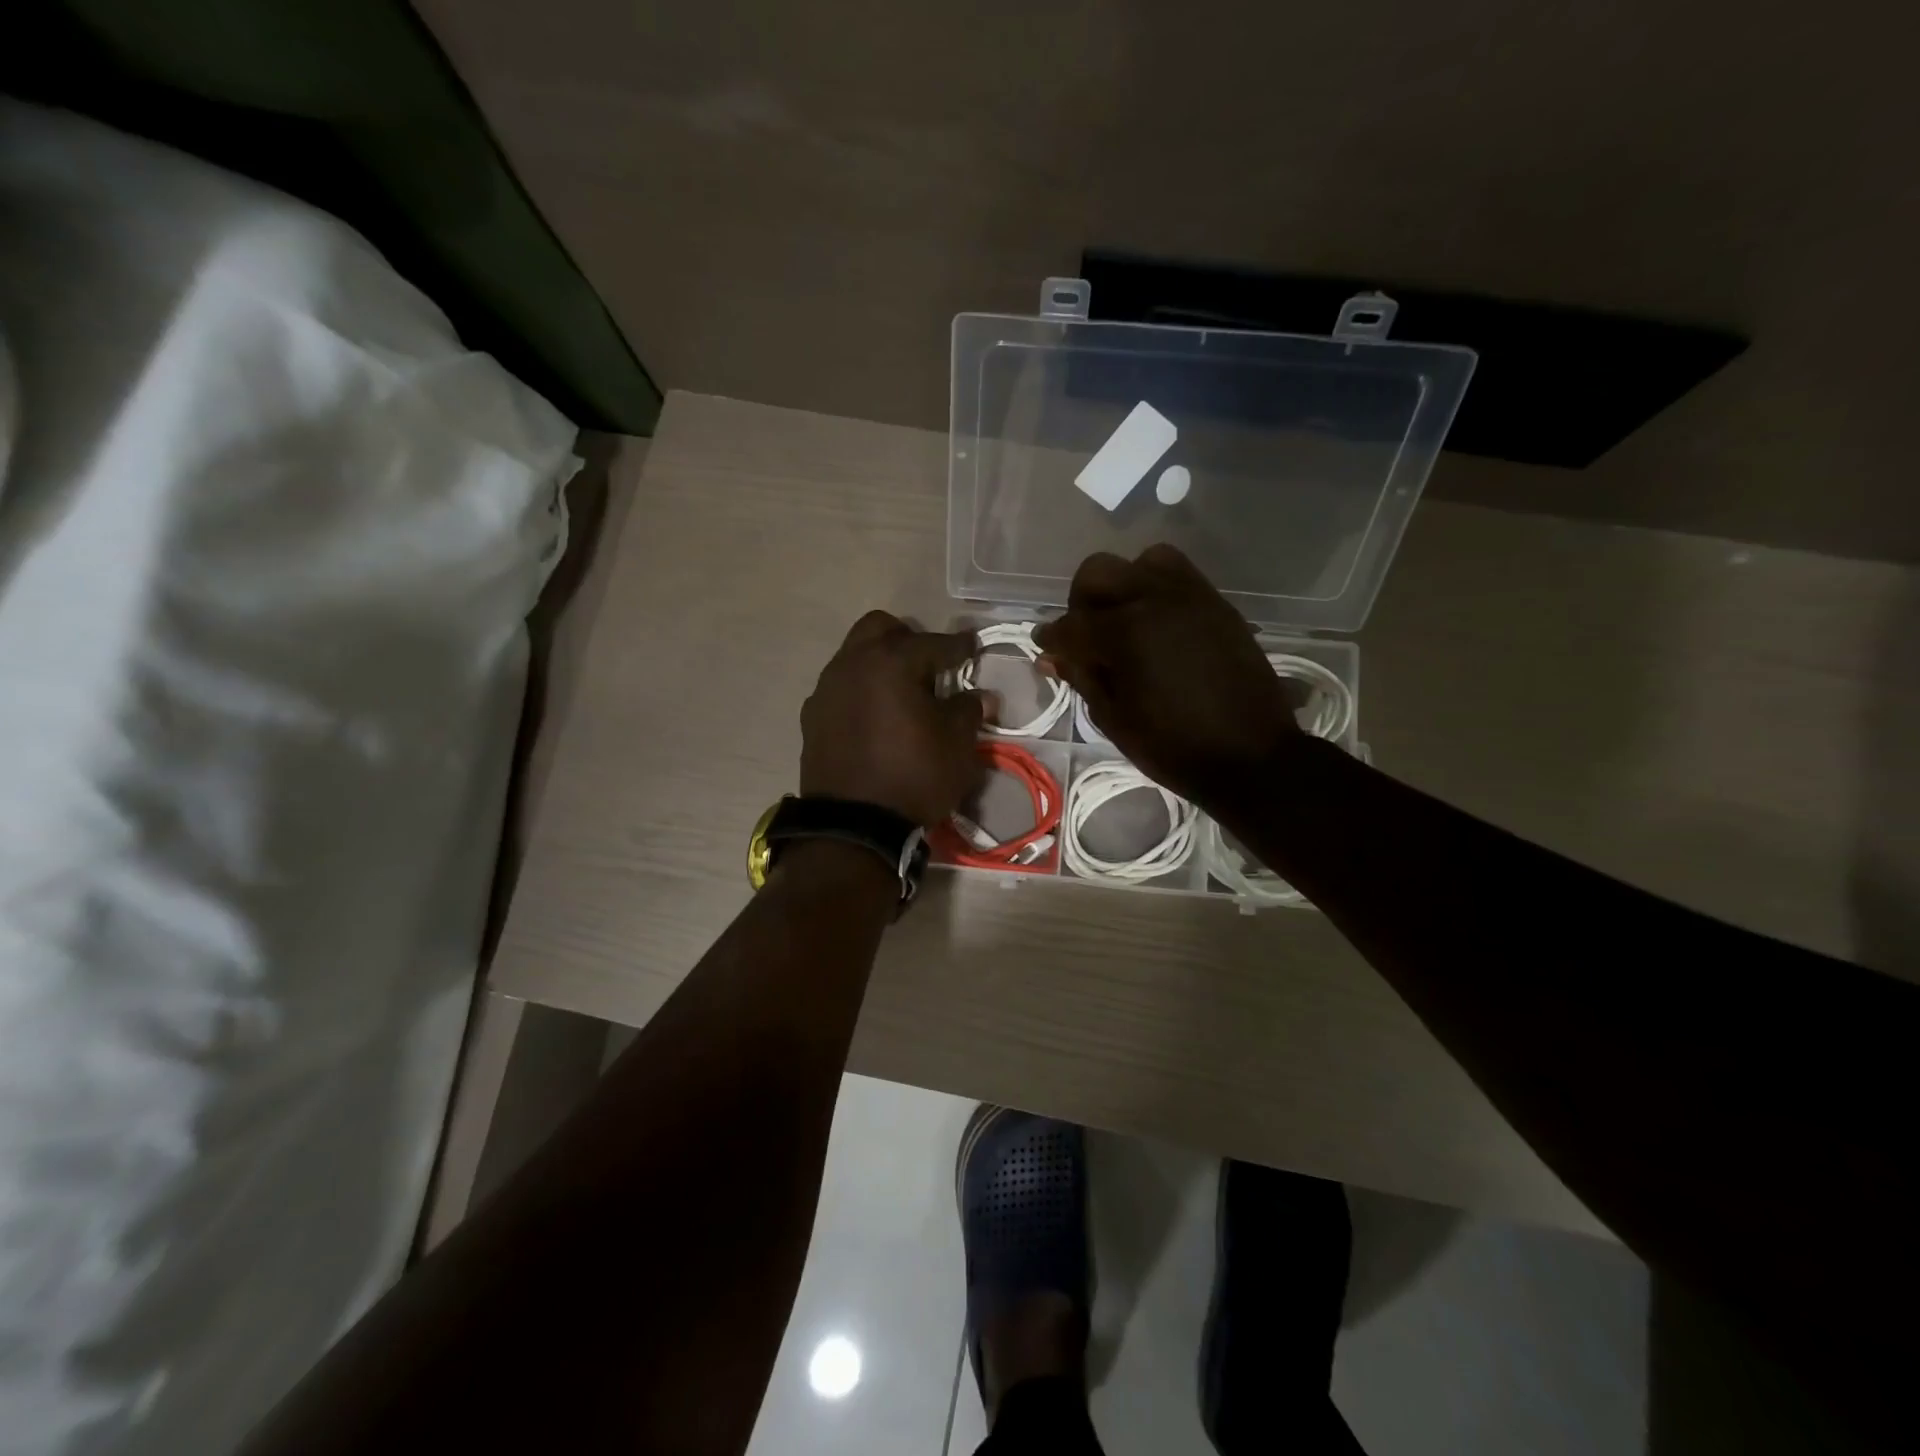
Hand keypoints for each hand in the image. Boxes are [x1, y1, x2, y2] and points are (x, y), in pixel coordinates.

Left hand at [800, 611, 992, 826]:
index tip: (973, 647)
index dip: (959, 646)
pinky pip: (840, 687)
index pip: (934, 643)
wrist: (853, 826)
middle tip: (929, 665)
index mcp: (891, 662)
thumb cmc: (914, 777)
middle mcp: (852, 664)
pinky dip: (860, 690)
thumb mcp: (957, 746)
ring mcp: (826, 689)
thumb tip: (980, 695)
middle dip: (908, 639)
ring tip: (902, 692)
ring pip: (854, 655)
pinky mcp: (812, 717)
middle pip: (880, 629)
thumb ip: (968, 710)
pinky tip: (875, 717)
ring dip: (880, 663)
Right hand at [1033, 545, 1300, 805]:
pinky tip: (1157, 624)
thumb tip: (1052, 656)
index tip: (1046, 648)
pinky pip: (1178, 574)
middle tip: (1084, 635)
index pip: (1070, 624)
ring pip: (1141, 561)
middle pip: (1098, 572)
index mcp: (1125, 633)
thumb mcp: (1115, 720)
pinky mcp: (1217, 604)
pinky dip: (1157, 587)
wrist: (1252, 756)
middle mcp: (1154, 600)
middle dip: (1081, 601)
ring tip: (1125, 621)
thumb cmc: (1174, 747)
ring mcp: (1190, 597)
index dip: (1051, 639)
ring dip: (1123, 585)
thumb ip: (1082, 678)